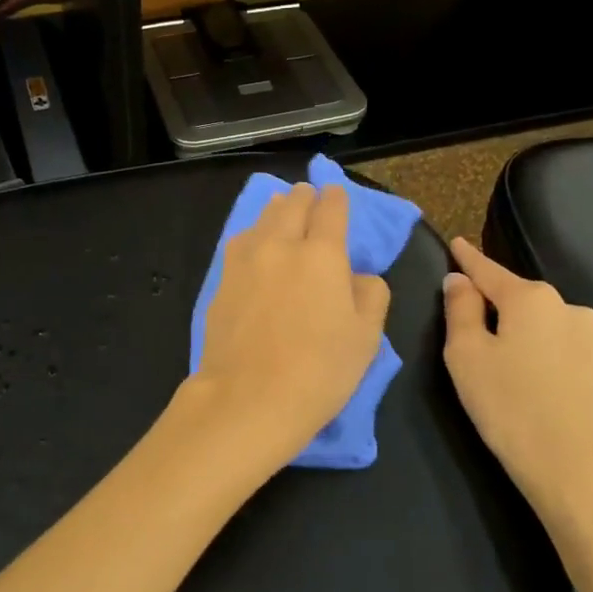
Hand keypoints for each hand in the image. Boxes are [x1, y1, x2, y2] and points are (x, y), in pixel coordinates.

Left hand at [186, 183, 390, 473]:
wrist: (248, 398)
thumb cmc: (319, 370)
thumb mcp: (366, 337)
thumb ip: (371, 295)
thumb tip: (359, 275)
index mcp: (322, 254)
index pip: (331, 210)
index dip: (336, 198)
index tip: (336, 193)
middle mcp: (281, 245)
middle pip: (292, 206)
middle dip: (304, 197)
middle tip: (308, 194)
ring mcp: (245, 261)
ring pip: (262, 219)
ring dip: (276, 209)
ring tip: (281, 208)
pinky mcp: (221, 280)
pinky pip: (240, 242)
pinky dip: (252, 234)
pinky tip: (254, 242)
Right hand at [441, 237, 592, 537]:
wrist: (578, 471)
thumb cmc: (509, 407)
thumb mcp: (466, 355)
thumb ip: (460, 310)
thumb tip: (460, 280)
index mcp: (531, 298)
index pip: (488, 269)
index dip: (467, 258)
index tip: (455, 242)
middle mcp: (565, 306)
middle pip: (513, 294)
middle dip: (488, 297)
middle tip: (459, 311)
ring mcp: (586, 336)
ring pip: (533, 319)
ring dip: (509, 325)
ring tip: (486, 349)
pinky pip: (549, 341)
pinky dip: (528, 345)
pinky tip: (517, 369)